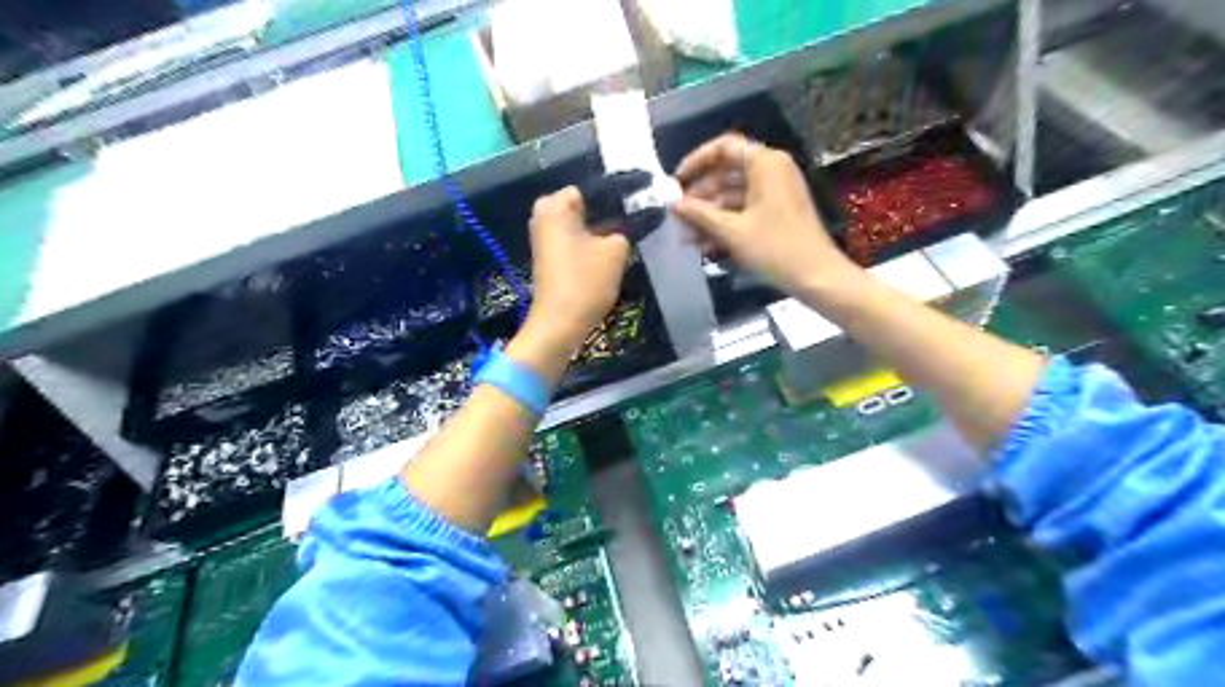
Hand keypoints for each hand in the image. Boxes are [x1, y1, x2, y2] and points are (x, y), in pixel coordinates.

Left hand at [523, 185, 630, 352]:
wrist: (559, 324)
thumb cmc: (585, 282)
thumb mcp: (615, 251)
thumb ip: (625, 228)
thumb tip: (630, 220)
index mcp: (555, 207)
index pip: (591, 187)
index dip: (617, 194)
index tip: (639, 202)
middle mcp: (543, 216)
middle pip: (584, 204)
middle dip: (607, 211)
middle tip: (633, 220)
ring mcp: (544, 237)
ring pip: (579, 222)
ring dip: (600, 227)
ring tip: (627, 234)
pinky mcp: (549, 256)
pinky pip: (573, 237)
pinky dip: (589, 241)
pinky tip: (609, 250)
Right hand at [670, 131, 858, 294]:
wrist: (816, 277)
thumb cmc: (775, 248)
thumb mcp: (732, 231)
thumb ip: (698, 214)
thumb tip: (671, 202)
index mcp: (765, 164)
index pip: (723, 147)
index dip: (696, 161)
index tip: (676, 183)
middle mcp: (770, 171)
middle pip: (725, 173)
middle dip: (699, 196)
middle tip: (676, 216)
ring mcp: (774, 193)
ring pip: (731, 196)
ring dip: (707, 215)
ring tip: (685, 237)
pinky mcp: (775, 213)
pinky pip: (743, 211)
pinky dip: (723, 224)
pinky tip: (703, 246)